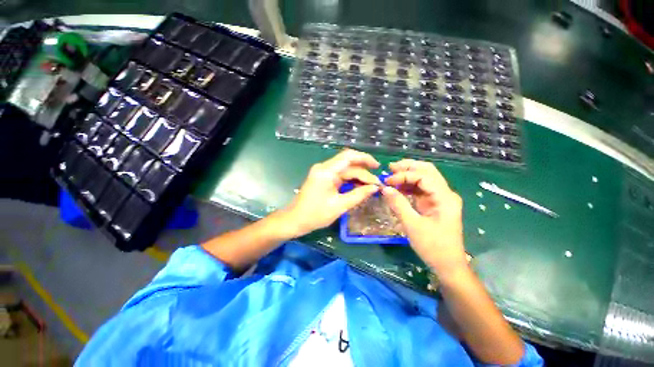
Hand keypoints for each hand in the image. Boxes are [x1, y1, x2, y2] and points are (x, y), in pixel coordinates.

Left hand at [284, 149, 380, 236]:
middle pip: (349, 165)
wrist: (295, 220)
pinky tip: (360, 187)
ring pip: (346, 170)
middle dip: (364, 173)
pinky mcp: (324, 178)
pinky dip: (351, 181)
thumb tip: (375, 188)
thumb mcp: (339, 206)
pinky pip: (340, 176)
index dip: (365, 159)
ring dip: (358, 177)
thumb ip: (358, 195)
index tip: (378, 167)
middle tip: (377, 185)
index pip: (349, 156)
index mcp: (326, 171)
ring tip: (371, 187)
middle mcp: (324, 168)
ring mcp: (323, 172)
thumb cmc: (315, 215)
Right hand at [381, 159, 467, 278]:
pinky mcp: (434, 204)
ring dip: (407, 175)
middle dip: (408, 167)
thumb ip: (398, 204)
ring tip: (391, 176)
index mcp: (444, 198)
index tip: (387, 181)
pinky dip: (409, 186)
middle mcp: (445, 194)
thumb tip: (384, 188)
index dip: (404, 175)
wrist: (448, 265)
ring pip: (424, 178)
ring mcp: (440, 198)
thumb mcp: (412, 225)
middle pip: (427, 171)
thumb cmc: (433, 247)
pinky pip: (421, 189)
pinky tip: (397, 187)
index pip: (423, 176)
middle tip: (390, 168)